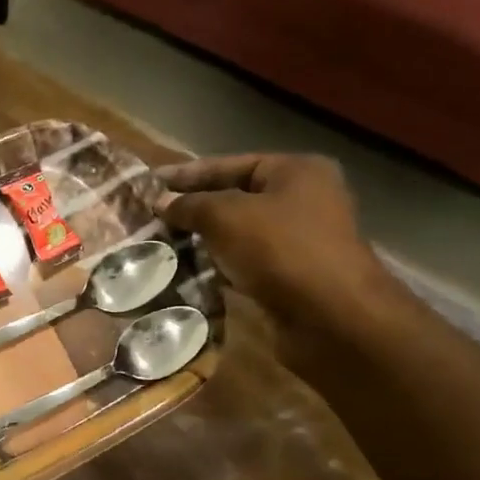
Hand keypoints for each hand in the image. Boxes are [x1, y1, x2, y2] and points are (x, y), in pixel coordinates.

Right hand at [153, 153, 403, 366]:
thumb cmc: (280, 250)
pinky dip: (218, 266)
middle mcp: (303, 199)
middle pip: (235, 198)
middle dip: (193, 209)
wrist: (330, 316)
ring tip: (161, 244)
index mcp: (296, 171)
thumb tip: (161, 201)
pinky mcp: (291, 275)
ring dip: (202, 240)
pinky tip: (187, 272)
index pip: (230, 164)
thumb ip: (190, 205)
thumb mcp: (225, 216)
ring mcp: (299, 239)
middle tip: (151, 217)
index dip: (187, 174)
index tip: (149, 184)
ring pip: (238, 232)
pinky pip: (245, 262)